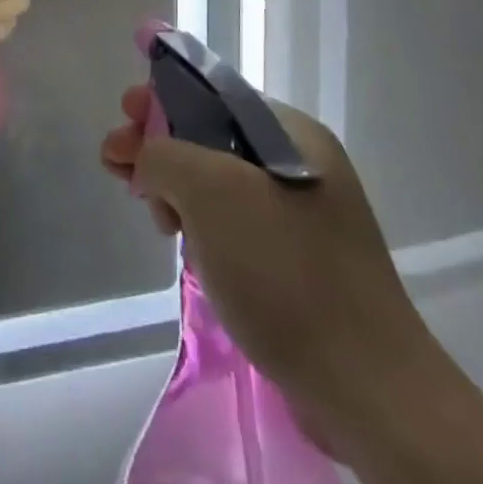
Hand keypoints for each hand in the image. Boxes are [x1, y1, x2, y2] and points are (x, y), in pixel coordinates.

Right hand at [100, 88, 439, 460]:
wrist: (366, 390)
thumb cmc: (285, 272)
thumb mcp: (211, 191)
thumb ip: (164, 154)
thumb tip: (146, 160)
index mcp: (292, 134)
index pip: (212, 93)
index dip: (161, 99)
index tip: (123, 116)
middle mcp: (300, 164)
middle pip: (209, 137)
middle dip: (159, 147)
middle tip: (116, 165)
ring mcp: (300, 216)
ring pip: (216, 183)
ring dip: (174, 190)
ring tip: (152, 216)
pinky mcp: (294, 260)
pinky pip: (232, 223)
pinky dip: (199, 225)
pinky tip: (182, 245)